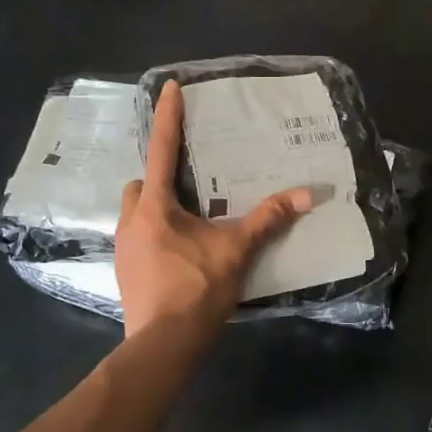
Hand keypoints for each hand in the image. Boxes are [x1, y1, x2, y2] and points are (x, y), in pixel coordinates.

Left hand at [116, 80, 314, 337]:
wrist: (163, 345)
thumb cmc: (197, 290)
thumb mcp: (237, 251)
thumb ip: (269, 220)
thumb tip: (308, 195)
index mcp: (156, 208)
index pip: (161, 150)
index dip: (166, 117)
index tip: (169, 87)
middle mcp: (132, 222)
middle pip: (141, 185)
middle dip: (159, 179)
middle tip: (189, 188)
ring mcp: (123, 249)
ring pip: (136, 213)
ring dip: (156, 210)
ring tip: (188, 223)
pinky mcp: (124, 273)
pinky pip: (137, 239)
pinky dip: (155, 236)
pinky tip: (178, 254)